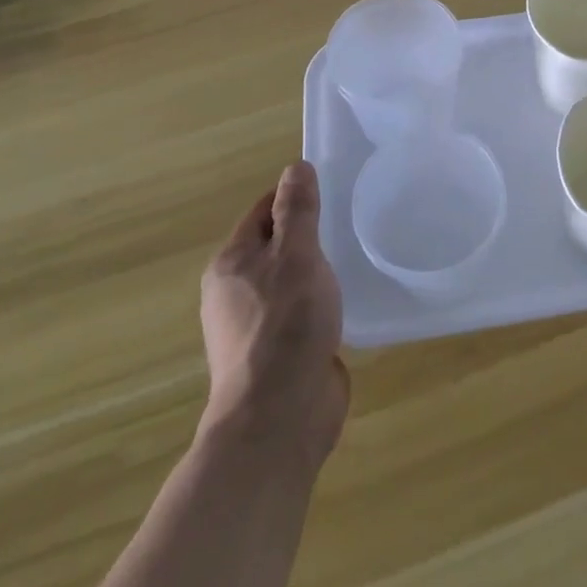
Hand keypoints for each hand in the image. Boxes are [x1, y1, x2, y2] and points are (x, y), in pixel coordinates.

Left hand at [201, 161, 348, 465]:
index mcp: (231, 264)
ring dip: (318, 271)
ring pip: (290, 282)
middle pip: (275, 246)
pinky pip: (301, 314)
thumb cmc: (285, 325)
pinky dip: (322, 303)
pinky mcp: (278, 355)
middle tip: (351, 222)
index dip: (294, 197)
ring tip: (355, 258)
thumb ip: (297, 211)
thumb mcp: (296, 256)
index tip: (333, 190)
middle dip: (310, 234)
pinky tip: (349, 303)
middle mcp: (235, 293)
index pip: (263, 212)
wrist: (279, 418)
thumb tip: (295, 168)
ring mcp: (255, 327)